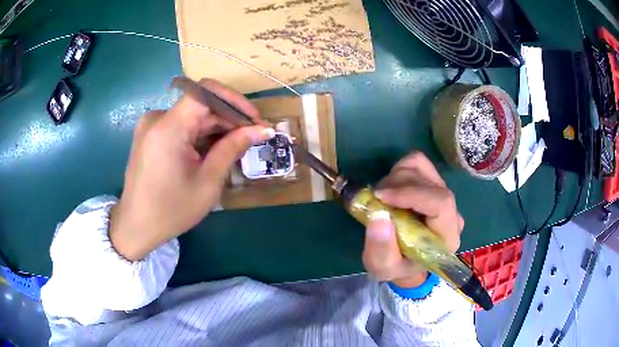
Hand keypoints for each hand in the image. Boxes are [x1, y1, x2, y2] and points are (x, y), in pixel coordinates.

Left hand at [109, 79, 273, 260]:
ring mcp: (151, 126)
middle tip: (252, 138)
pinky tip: (211, 152)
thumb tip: (262, 129)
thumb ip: (233, 148)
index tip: (254, 120)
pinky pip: (180, 126)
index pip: (206, 92)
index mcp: (168, 127)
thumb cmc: (171, 210)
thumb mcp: (207, 182)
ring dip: (215, 128)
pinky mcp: (150, 136)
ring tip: (235, 148)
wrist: (136, 227)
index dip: (234, 100)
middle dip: (229, 118)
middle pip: (200, 105)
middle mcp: (157, 119)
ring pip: (192, 116)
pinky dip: (199, 135)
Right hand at [362, 152, 463, 287]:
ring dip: (396, 177)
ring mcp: (443, 195)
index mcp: (447, 237)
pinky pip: (418, 164)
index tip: (381, 196)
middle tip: (374, 198)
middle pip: (431, 183)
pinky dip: (400, 170)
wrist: (407, 262)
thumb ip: (381, 248)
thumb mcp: (383, 267)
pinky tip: (391, 188)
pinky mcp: (434, 185)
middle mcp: (452, 213)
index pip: (441, 203)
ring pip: (423, 168)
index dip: (411, 194)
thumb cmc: (397, 267)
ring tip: (381, 196)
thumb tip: (378, 215)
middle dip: (397, 185)